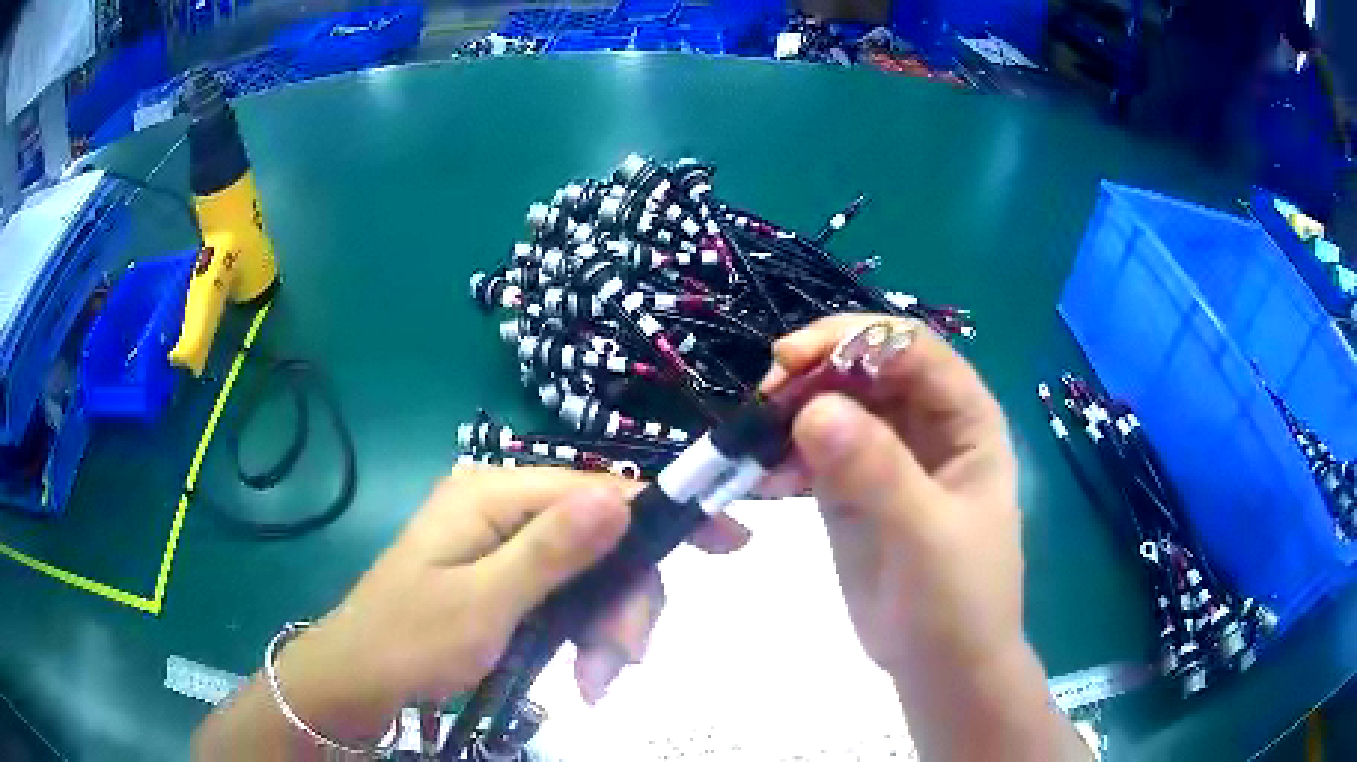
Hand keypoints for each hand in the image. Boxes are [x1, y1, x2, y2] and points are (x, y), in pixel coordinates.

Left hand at [267, 467, 748, 742]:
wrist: (361, 678)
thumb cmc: (412, 640)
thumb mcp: (484, 603)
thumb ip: (551, 552)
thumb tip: (619, 498)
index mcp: (493, 495)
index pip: (600, 489)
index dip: (665, 514)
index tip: (730, 541)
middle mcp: (504, 508)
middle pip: (602, 539)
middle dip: (623, 603)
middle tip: (621, 662)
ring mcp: (506, 545)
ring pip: (592, 574)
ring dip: (606, 630)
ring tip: (595, 682)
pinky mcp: (507, 577)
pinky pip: (568, 596)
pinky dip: (584, 635)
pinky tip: (583, 674)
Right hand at [756, 315, 1079, 760]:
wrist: (940, 666)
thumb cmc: (956, 602)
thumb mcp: (925, 536)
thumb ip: (877, 471)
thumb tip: (812, 409)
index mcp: (965, 418)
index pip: (911, 348)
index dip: (853, 339)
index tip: (790, 360)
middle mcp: (926, 423)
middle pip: (865, 368)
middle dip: (812, 375)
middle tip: (760, 405)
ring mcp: (887, 454)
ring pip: (833, 405)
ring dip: (790, 416)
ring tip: (754, 450)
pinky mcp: (852, 487)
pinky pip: (813, 449)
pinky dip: (783, 456)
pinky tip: (762, 482)